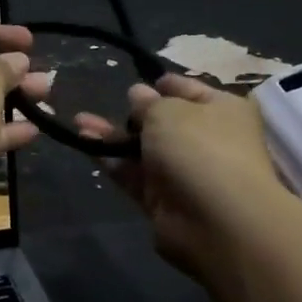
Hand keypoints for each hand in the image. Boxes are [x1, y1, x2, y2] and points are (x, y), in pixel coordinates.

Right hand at [76, 74, 291, 280]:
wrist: (216, 222)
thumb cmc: (199, 148)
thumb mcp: (168, 111)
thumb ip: (147, 102)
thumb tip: (138, 94)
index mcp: (222, 110)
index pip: (189, 89)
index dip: (162, 84)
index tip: (135, 79)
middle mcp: (206, 139)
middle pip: (164, 122)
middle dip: (133, 112)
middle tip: (103, 101)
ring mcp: (184, 172)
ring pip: (143, 148)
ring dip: (112, 135)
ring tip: (79, 121)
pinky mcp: (162, 200)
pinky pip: (133, 174)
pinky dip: (110, 160)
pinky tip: (84, 142)